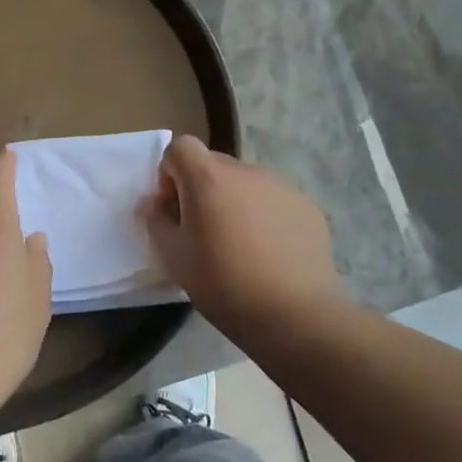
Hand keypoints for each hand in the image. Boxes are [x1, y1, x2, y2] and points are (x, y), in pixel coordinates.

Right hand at [143, 136, 341, 337]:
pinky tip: (270, 254)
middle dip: (201, 188)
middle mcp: (246, 171)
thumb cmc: (224, 283)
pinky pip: (274, 200)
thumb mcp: (174, 257)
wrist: (295, 315)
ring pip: (245, 183)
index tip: (174, 208)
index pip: (181, 146)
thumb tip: (153, 203)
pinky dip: (265, 216)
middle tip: (203, 230)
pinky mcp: (307, 207)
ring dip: (234, 202)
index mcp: (208, 178)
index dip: (170, 172)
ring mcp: (281, 186)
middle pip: (213, 164)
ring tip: (240, 245)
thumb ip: (156, 221)